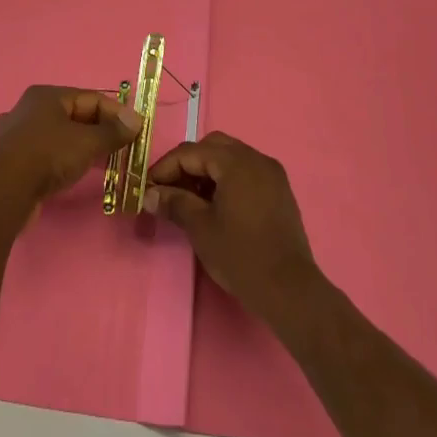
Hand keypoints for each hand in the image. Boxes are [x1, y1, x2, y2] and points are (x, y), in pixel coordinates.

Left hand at [0, 85, 140, 208]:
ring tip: (102, 161)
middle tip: (121, 148)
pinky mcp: (11, 159)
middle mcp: (28, 109)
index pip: (90, 98)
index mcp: (46, 96)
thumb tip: (136, 120)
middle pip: (73, 115)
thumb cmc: (47, 156)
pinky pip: (45, 152)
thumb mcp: (87, 142)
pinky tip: (70, 172)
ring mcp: (16, 134)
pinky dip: (62, 159)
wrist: (3, 192)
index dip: (116, 113)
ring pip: (58, 135)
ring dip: (81, 146)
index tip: (136, 131)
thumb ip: (113, 132)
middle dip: (99, 130)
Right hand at [145, 132, 321, 325]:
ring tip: (190, 199)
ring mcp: (271, 173)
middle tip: (169, 189)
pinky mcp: (279, 190)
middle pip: (212, 147)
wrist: (289, 289)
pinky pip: (246, 171)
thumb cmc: (240, 255)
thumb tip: (149, 194)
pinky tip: (216, 204)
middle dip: (187, 164)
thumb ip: (174, 202)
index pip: (191, 152)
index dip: (165, 167)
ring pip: (230, 157)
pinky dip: (227, 179)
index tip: (147, 187)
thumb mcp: (200, 228)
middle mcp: (256, 158)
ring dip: (207, 171)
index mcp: (236, 162)